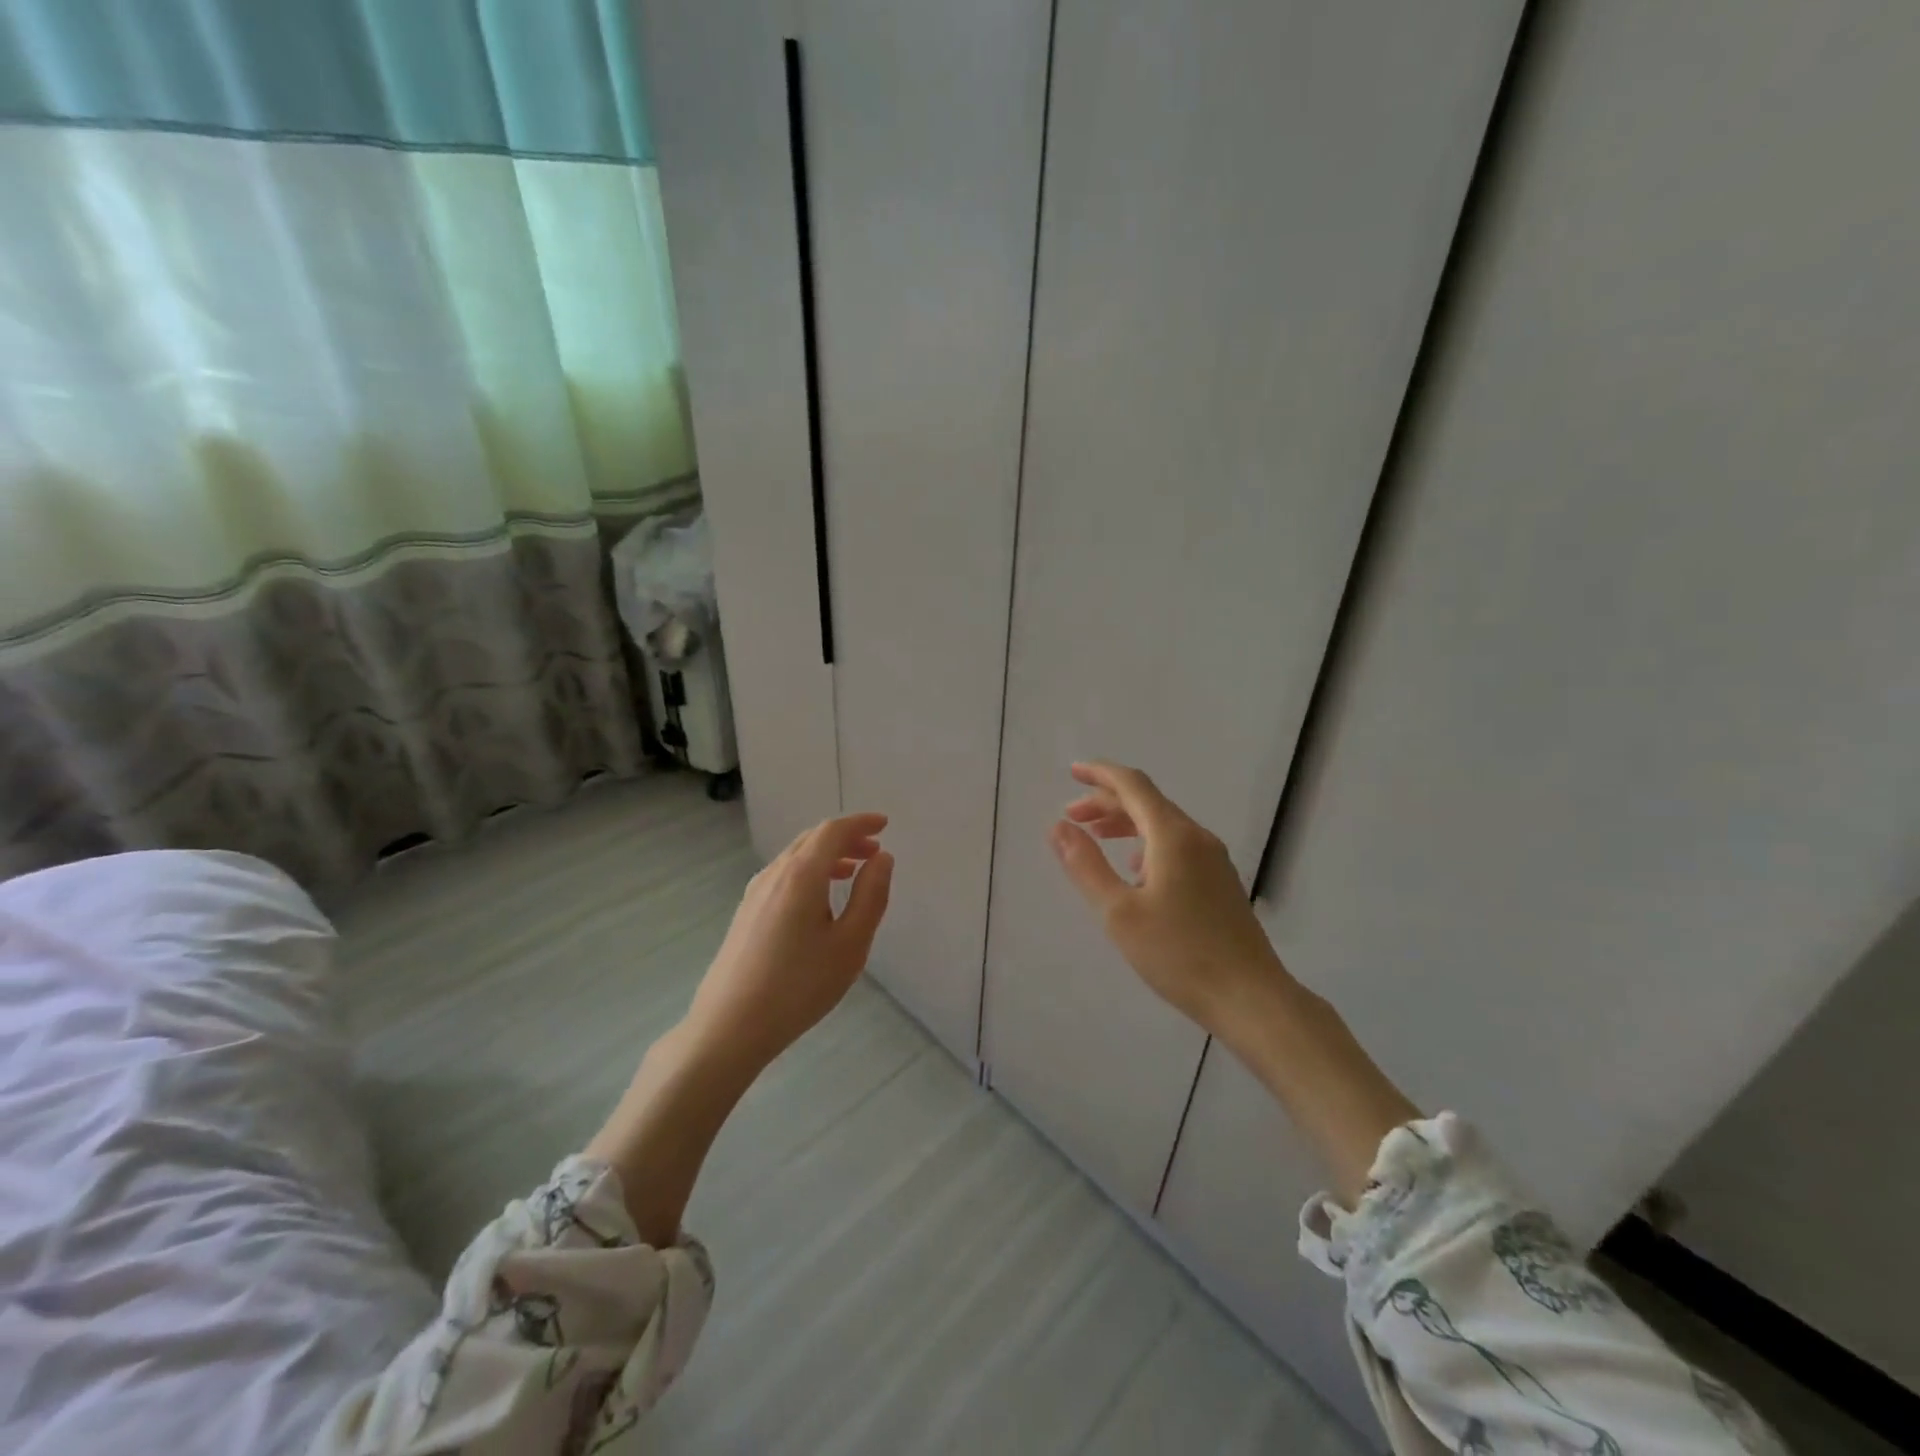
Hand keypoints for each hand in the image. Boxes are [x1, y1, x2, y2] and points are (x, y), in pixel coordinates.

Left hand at [682, 812, 893, 1073]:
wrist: (730, 1027)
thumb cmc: (799, 986)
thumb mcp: (850, 944)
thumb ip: (870, 896)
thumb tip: (882, 858)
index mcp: (801, 874)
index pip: (832, 831)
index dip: (860, 823)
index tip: (885, 824)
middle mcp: (774, 874)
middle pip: (812, 839)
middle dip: (845, 838)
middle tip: (874, 850)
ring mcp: (754, 893)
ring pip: (795, 857)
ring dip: (827, 856)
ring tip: (852, 872)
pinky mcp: (745, 914)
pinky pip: (783, 876)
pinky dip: (809, 872)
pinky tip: (818, 900)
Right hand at [1048, 761, 1284, 1035]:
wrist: (1250, 998)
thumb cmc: (1178, 954)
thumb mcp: (1119, 912)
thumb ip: (1086, 865)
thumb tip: (1058, 827)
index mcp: (1173, 836)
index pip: (1133, 785)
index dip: (1100, 774)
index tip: (1071, 772)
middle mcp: (1197, 838)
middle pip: (1147, 802)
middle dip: (1106, 802)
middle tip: (1072, 817)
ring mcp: (1214, 860)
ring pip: (1163, 824)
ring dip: (1126, 823)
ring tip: (1095, 837)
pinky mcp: (1220, 882)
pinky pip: (1177, 845)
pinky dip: (1146, 843)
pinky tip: (1134, 870)